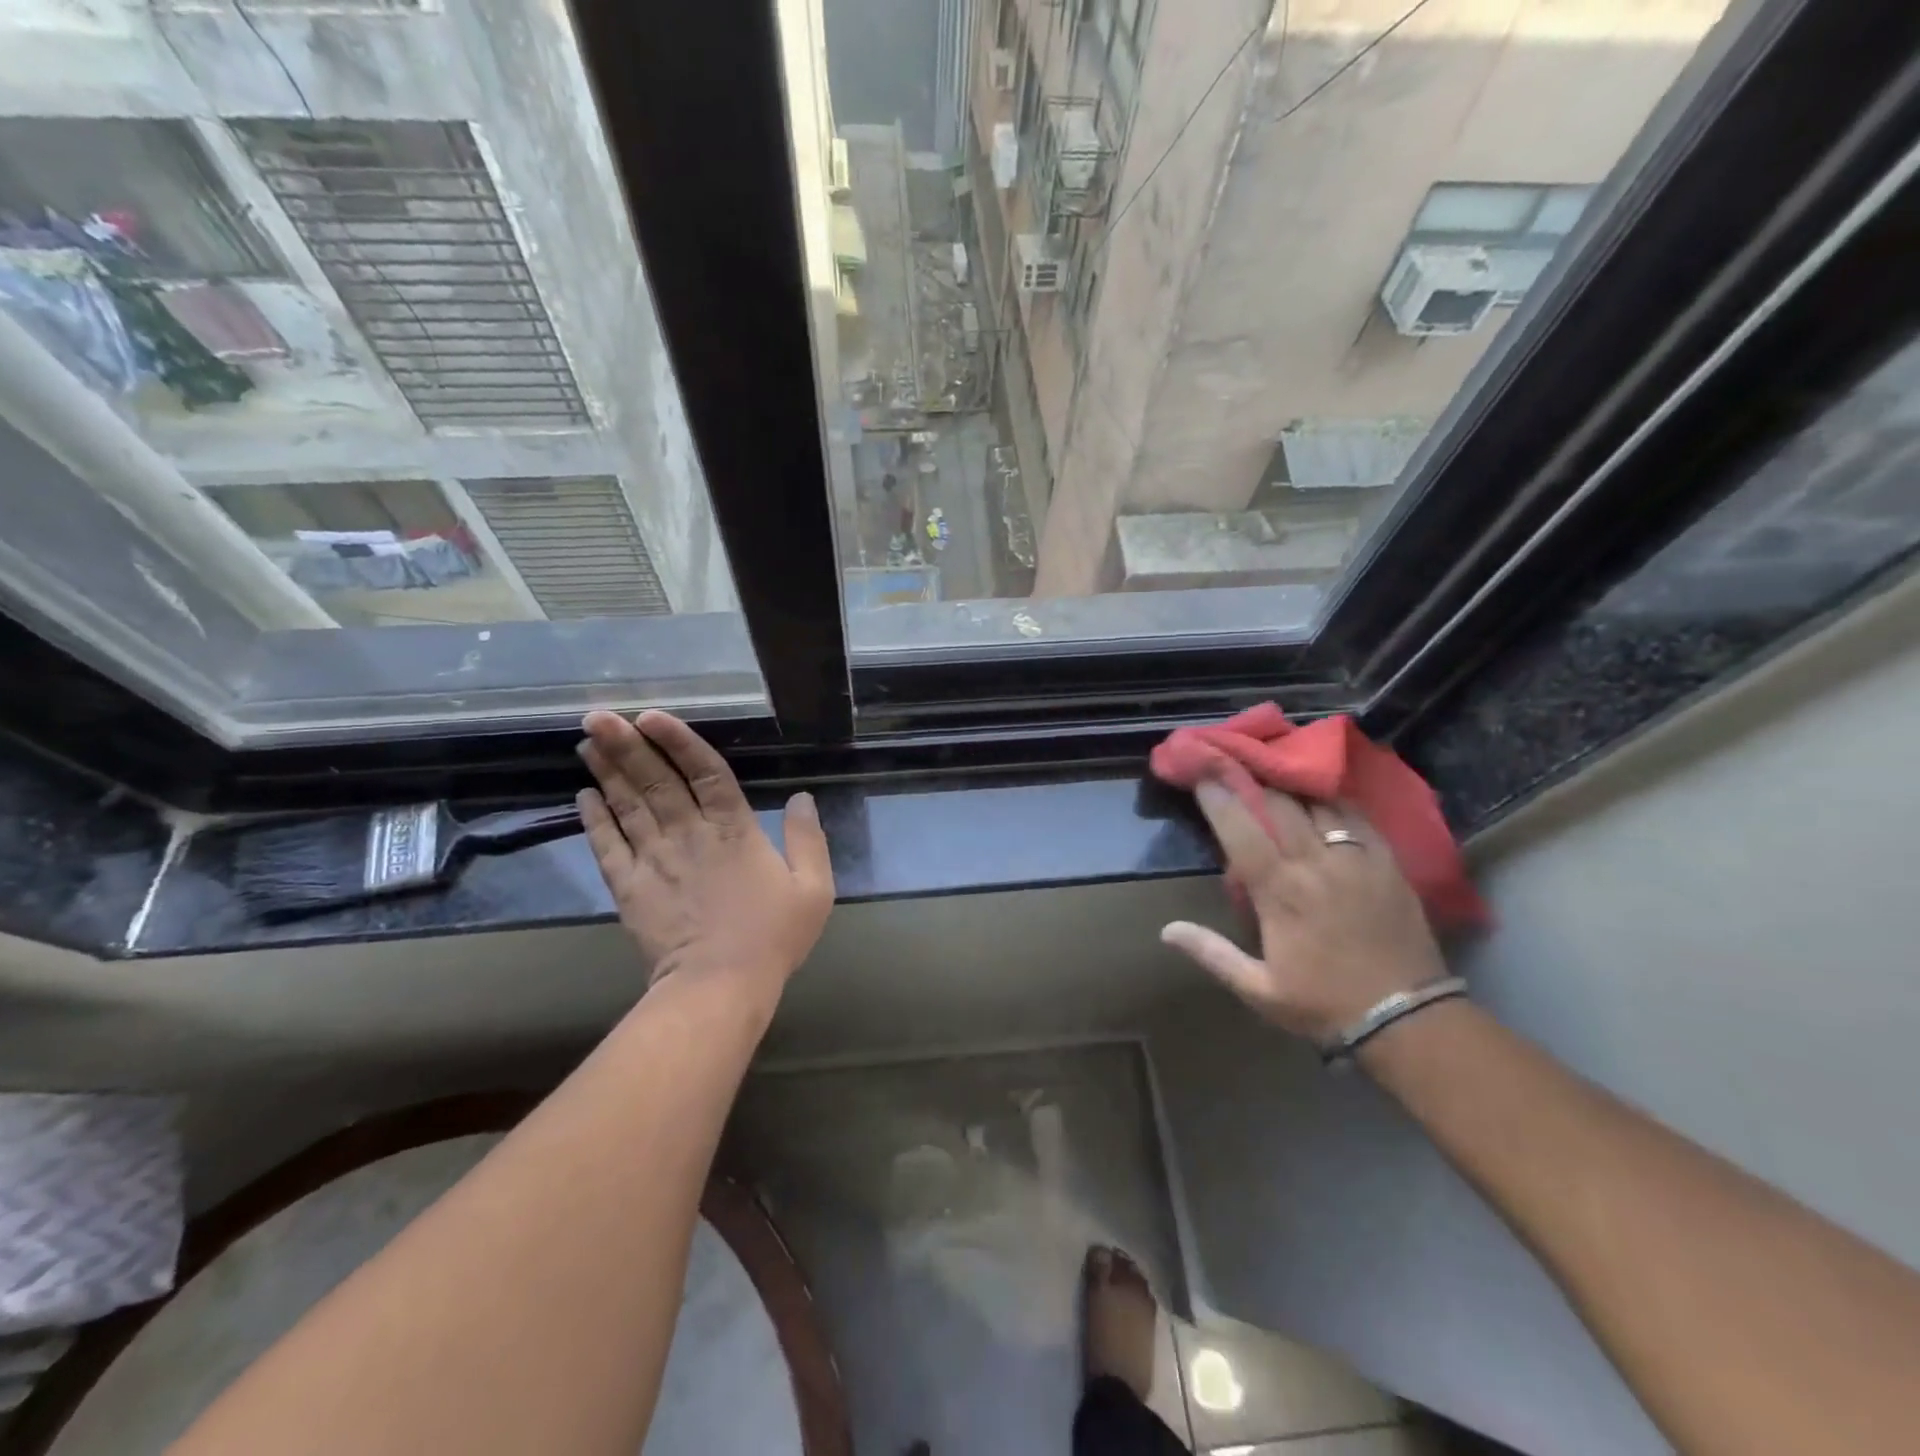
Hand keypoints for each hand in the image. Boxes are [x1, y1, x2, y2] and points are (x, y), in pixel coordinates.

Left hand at [576, 710, 833, 997]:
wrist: (719, 985)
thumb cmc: (772, 936)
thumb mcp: (813, 888)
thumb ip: (807, 839)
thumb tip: (803, 798)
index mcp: (735, 830)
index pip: (705, 772)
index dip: (678, 741)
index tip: (652, 716)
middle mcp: (689, 834)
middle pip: (655, 781)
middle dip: (627, 745)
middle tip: (597, 715)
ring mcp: (654, 860)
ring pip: (627, 805)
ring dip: (607, 771)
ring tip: (587, 741)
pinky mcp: (629, 888)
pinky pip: (607, 846)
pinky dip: (593, 819)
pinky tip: (582, 795)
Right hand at [1161, 780, 1445, 1044]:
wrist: (1407, 1019)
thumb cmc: (1324, 1004)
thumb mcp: (1258, 989)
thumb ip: (1211, 953)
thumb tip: (1166, 930)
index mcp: (1279, 891)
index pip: (1241, 830)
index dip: (1219, 798)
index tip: (1202, 775)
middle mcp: (1315, 864)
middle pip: (1278, 805)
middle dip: (1252, 780)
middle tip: (1235, 765)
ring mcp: (1355, 859)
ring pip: (1317, 803)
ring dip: (1291, 787)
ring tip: (1276, 774)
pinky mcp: (1388, 863)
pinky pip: (1358, 816)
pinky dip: (1334, 801)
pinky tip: (1323, 796)